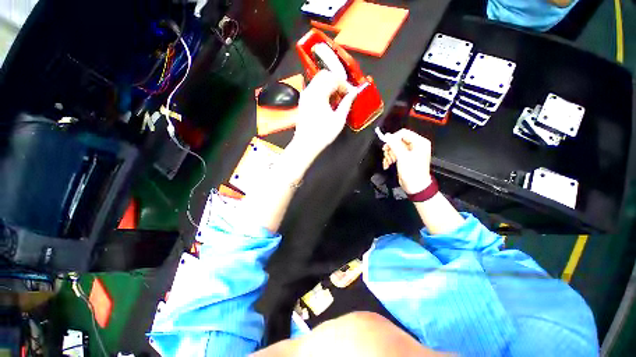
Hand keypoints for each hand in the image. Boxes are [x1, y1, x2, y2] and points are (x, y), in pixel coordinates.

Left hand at [292, 70, 358, 157]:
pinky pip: (314, 89)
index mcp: (319, 94)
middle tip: (344, 93)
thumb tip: (353, 94)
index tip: (351, 93)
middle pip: (325, 75)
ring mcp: (305, 96)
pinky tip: (328, 102)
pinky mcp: (303, 102)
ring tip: (337, 99)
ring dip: (329, 85)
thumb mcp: (339, 119)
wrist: (306, 144)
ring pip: (318, 81)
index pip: (334, 79)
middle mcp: (310, 91)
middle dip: (337, 81)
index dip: (346, 85)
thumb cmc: (322, 134)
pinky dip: (322, 91)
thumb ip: (347, 103)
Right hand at [382, 129, 432, 193]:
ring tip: (388, 161)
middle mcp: (416, 146)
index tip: (386, 144)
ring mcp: (410, 152)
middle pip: (398, 141)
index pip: (403, 133)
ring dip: (389, 154)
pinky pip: (395, 154)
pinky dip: (390, 158)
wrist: (415, 186)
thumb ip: (394, 144)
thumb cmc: (413, 173)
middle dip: (390, 148)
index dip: (393, 138)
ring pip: (395, 148)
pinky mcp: (405, 158)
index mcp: (420, 142)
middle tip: (387, 153)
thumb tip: (388, 136)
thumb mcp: (403, 156)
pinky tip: (387, 163)